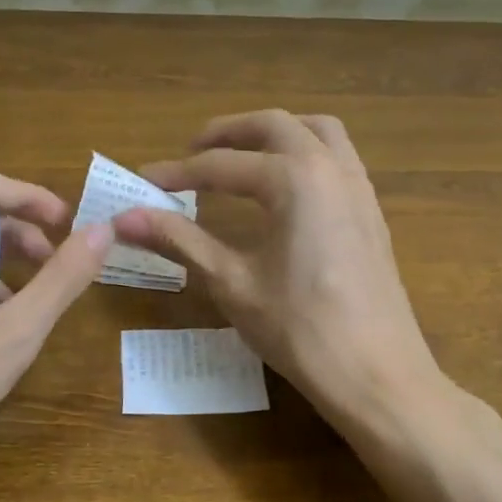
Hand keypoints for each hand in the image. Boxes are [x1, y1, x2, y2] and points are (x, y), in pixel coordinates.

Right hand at [114, 110, 445, 431]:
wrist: (377, 375)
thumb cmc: (300, 329)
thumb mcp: (232, 283)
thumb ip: (181, 240)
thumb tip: (124, 219)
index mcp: (294, 179)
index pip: (222, 166)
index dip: (177, 173)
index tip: (143, 182)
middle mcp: (331, 168)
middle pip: (274, 125)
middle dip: (228, 133)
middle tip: (191, 152)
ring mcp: (359, 187)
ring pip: (316, 131)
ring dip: (274, 134)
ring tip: (241, 156)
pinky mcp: (372, 211)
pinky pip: (338, 157)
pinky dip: (305, 152)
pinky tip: (285, 188)